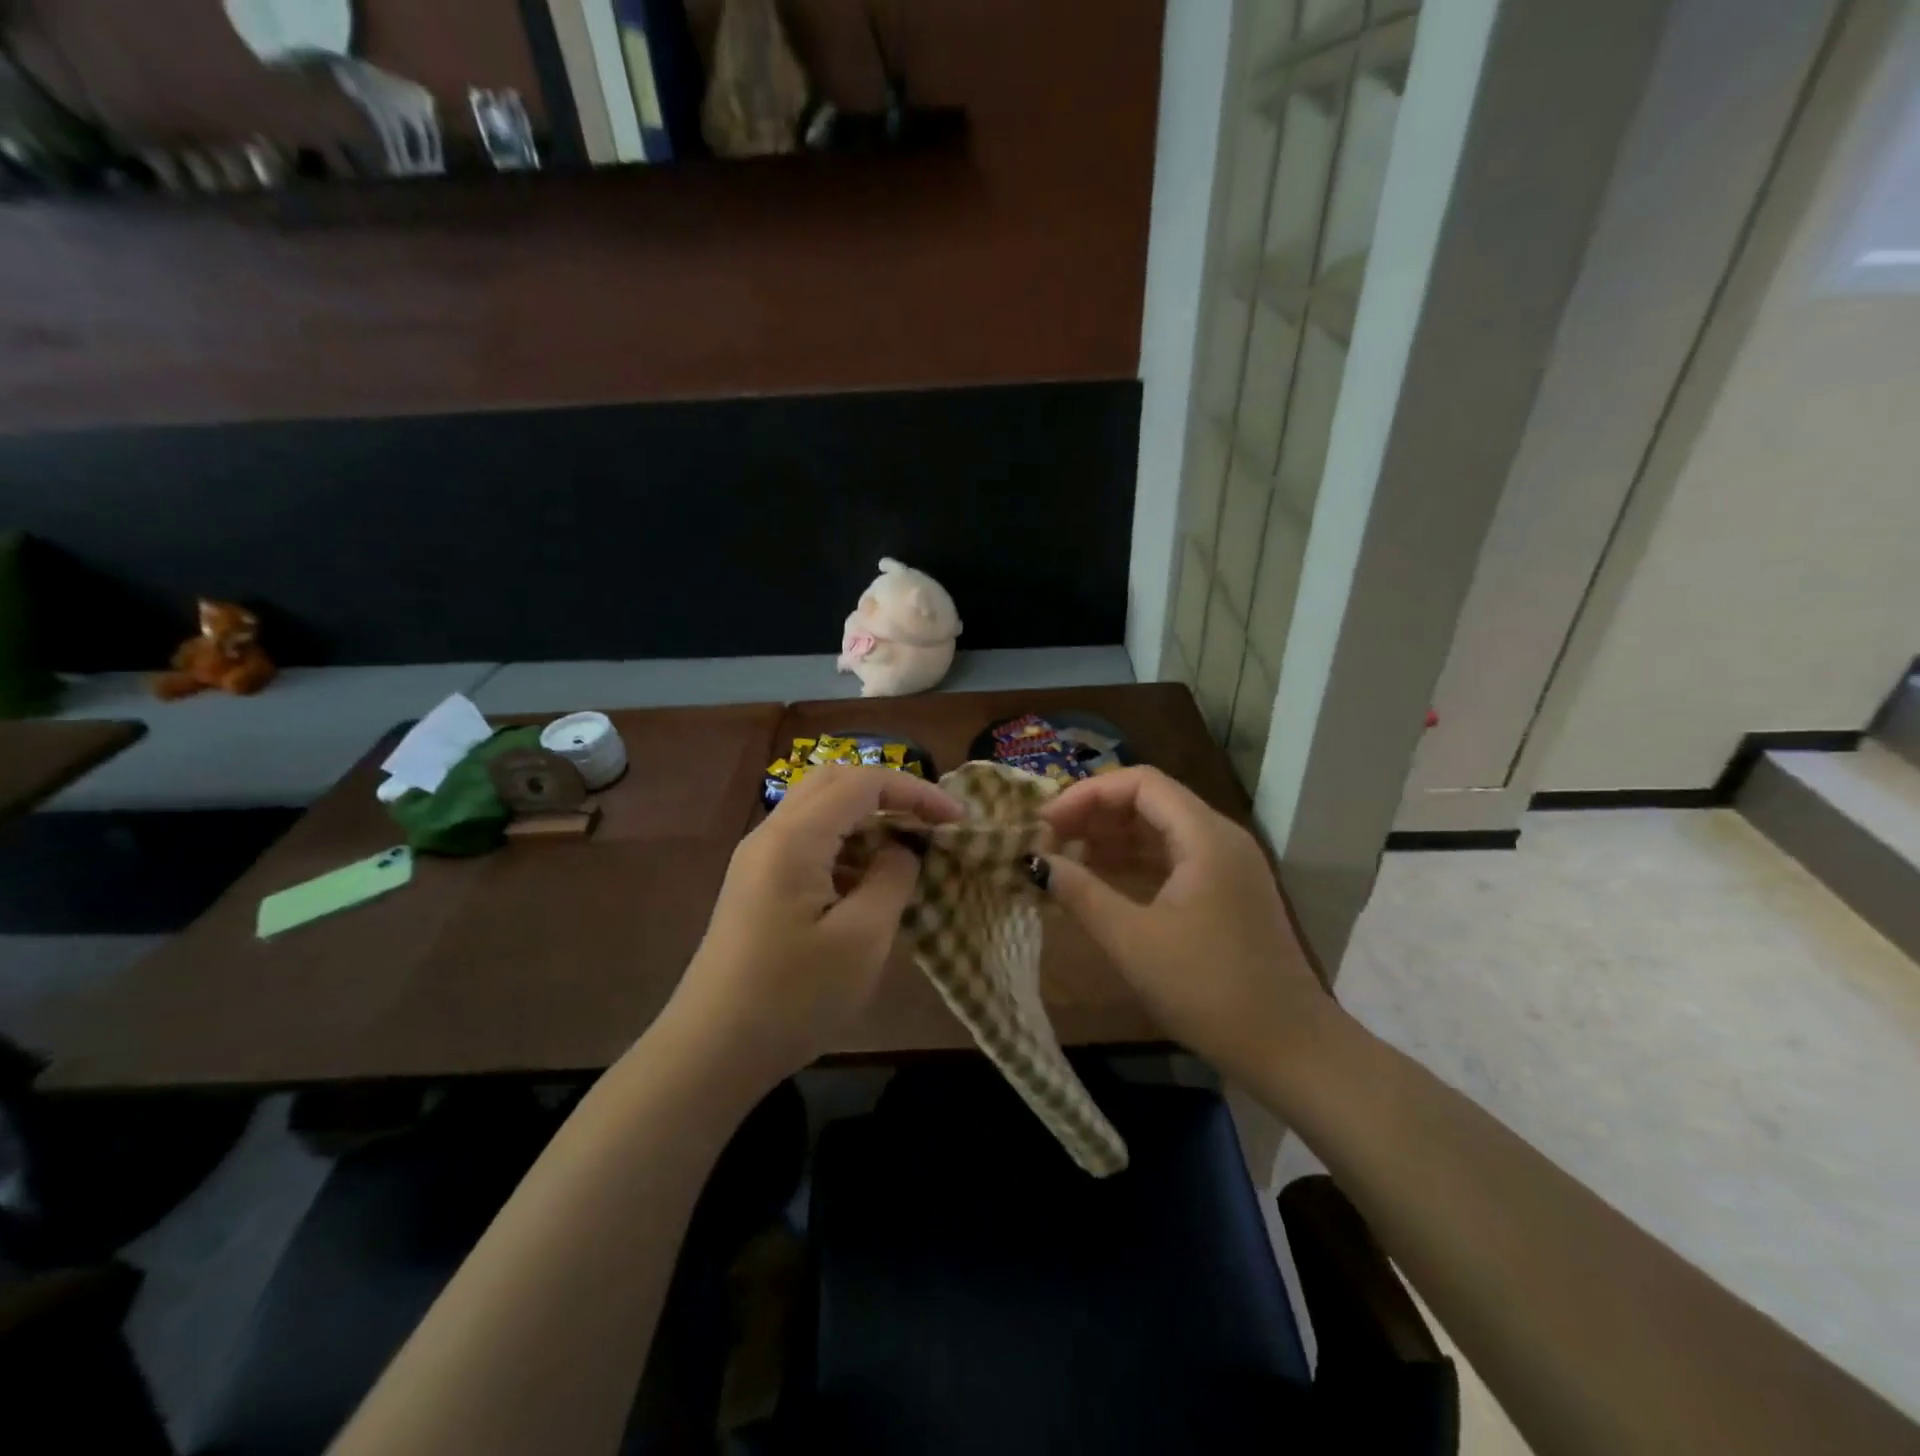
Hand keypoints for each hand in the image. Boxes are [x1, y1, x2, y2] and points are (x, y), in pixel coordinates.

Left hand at [666, 764, 961, 1087]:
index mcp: (795, 838)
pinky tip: (868, 881)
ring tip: (907, 850)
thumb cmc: (792, 997)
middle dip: (890, 793)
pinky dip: (846, 844)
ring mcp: (758, 858)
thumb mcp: (862, 939)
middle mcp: (771, 834)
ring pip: (820, 809)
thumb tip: (902, 848)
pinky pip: (808, 841)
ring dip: (867, 817)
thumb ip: (892, 878)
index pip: (863, 782)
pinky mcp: (756, 883)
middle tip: (931, 822)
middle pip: (836, 782)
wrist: (711, 1052)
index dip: (915, 790)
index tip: (956, 818)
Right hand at [1039, 766, 1329, 1084]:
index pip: (1139, 783)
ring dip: (1111, 839)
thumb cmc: (1208, 989)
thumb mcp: (1133, 941)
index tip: (1046, 823)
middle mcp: (1219, 838)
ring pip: (1159, 830)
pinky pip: (1171, 858)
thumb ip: (1081, 893)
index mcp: (1205, 836)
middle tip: (1048, 841)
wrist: (1289, 1049)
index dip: (1087, 794)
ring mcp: (1226, 866)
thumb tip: (1036, 862)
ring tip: (1064, 859)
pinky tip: (1099, 881)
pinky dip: (1133, 862)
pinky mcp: (1225, 893)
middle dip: (1095, 814)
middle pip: (1149, 801)